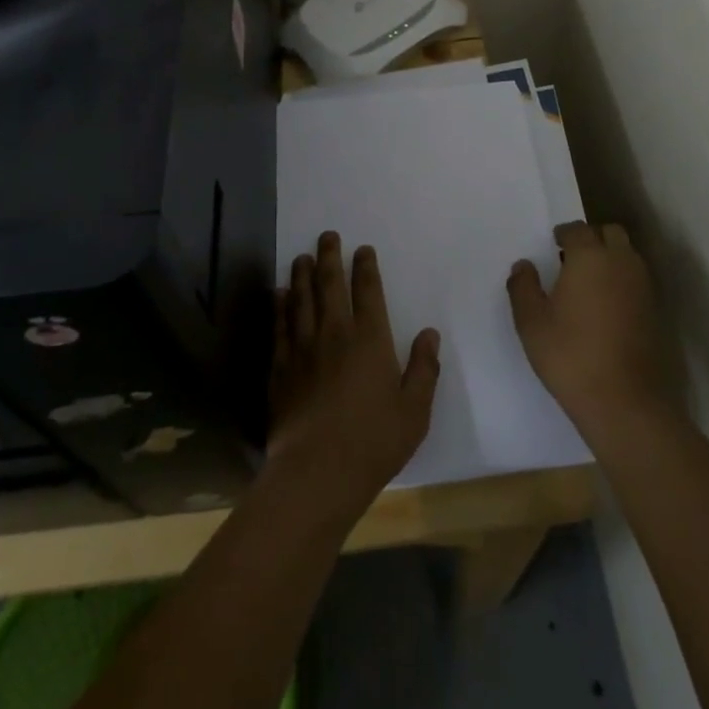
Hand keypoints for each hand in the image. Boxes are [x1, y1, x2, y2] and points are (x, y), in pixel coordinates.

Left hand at [268, 232, 440, 511]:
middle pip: (330, 285)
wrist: (317, 472)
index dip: (365, 267)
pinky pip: (279, 326)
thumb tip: (429, 333)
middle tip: (327, 236)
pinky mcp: (280, 368)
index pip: (368, 291)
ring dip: (302, 274)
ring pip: (301, 299)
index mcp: (370, 340)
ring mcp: (303, 349)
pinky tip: (279, 294)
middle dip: (329, 257)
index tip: (362, 249)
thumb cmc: (373, 442)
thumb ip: (424, 369)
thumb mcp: (414, 410)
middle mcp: (334, 334)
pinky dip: (280, 306)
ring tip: (302, 256)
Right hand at [508, 221, 670, 440]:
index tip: (552, 245)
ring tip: (587, 282)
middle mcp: (621, 262)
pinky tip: (605, 305)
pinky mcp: (655, 310)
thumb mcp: (531, 322)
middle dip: (592, 238)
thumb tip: (523, 266)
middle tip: (571, 257)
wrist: (625, 402)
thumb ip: (523, 287)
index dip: (563, 234)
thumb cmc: (570, 355)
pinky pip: (636, 279)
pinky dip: (622, 280)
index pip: (577, 229)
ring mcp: (643, 286)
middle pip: (610, 233)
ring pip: (627, 255)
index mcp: (590, 257)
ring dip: (610, 257)